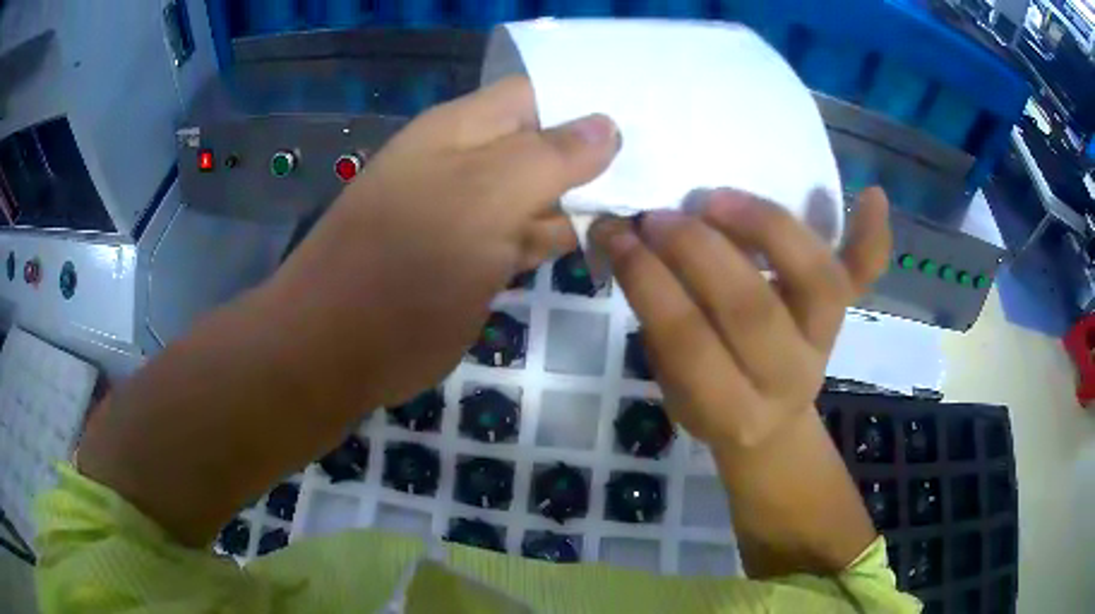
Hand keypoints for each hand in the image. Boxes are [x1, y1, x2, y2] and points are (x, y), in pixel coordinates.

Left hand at [269, 76, 619, 406]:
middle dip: (599, 155)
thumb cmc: (406, 265)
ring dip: (587, 199)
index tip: (650, 123)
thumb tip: (608, 124)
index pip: (539, 95)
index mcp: (463, 130)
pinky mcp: (475, 260)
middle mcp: (467, 163)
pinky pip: (529, 236)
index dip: (590, 103)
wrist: (339, 349)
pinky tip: (608, 237)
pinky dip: (563, 236)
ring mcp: (471, 215)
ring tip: (652, 202)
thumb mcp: (483, 198)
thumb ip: (549, 157)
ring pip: (542, 194)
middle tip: (667, 170)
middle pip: (545, 144)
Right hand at [590, 188, 890, 450]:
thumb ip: (658, 321)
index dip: (649, 281)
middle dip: (698, 251)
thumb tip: (626, 239)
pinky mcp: (846, 317)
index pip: (689, 342)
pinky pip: (866, 275)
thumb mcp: (672, 386)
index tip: (616, 234)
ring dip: (768, 227)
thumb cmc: (710, 402)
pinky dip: (874, 235)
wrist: (768, 425)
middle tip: (659, 216)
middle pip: (752, 308)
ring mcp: (826, 342)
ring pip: (816, 278)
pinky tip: (872, 194)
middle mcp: (789, 378)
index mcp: (733, 410)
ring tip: (717, 199)